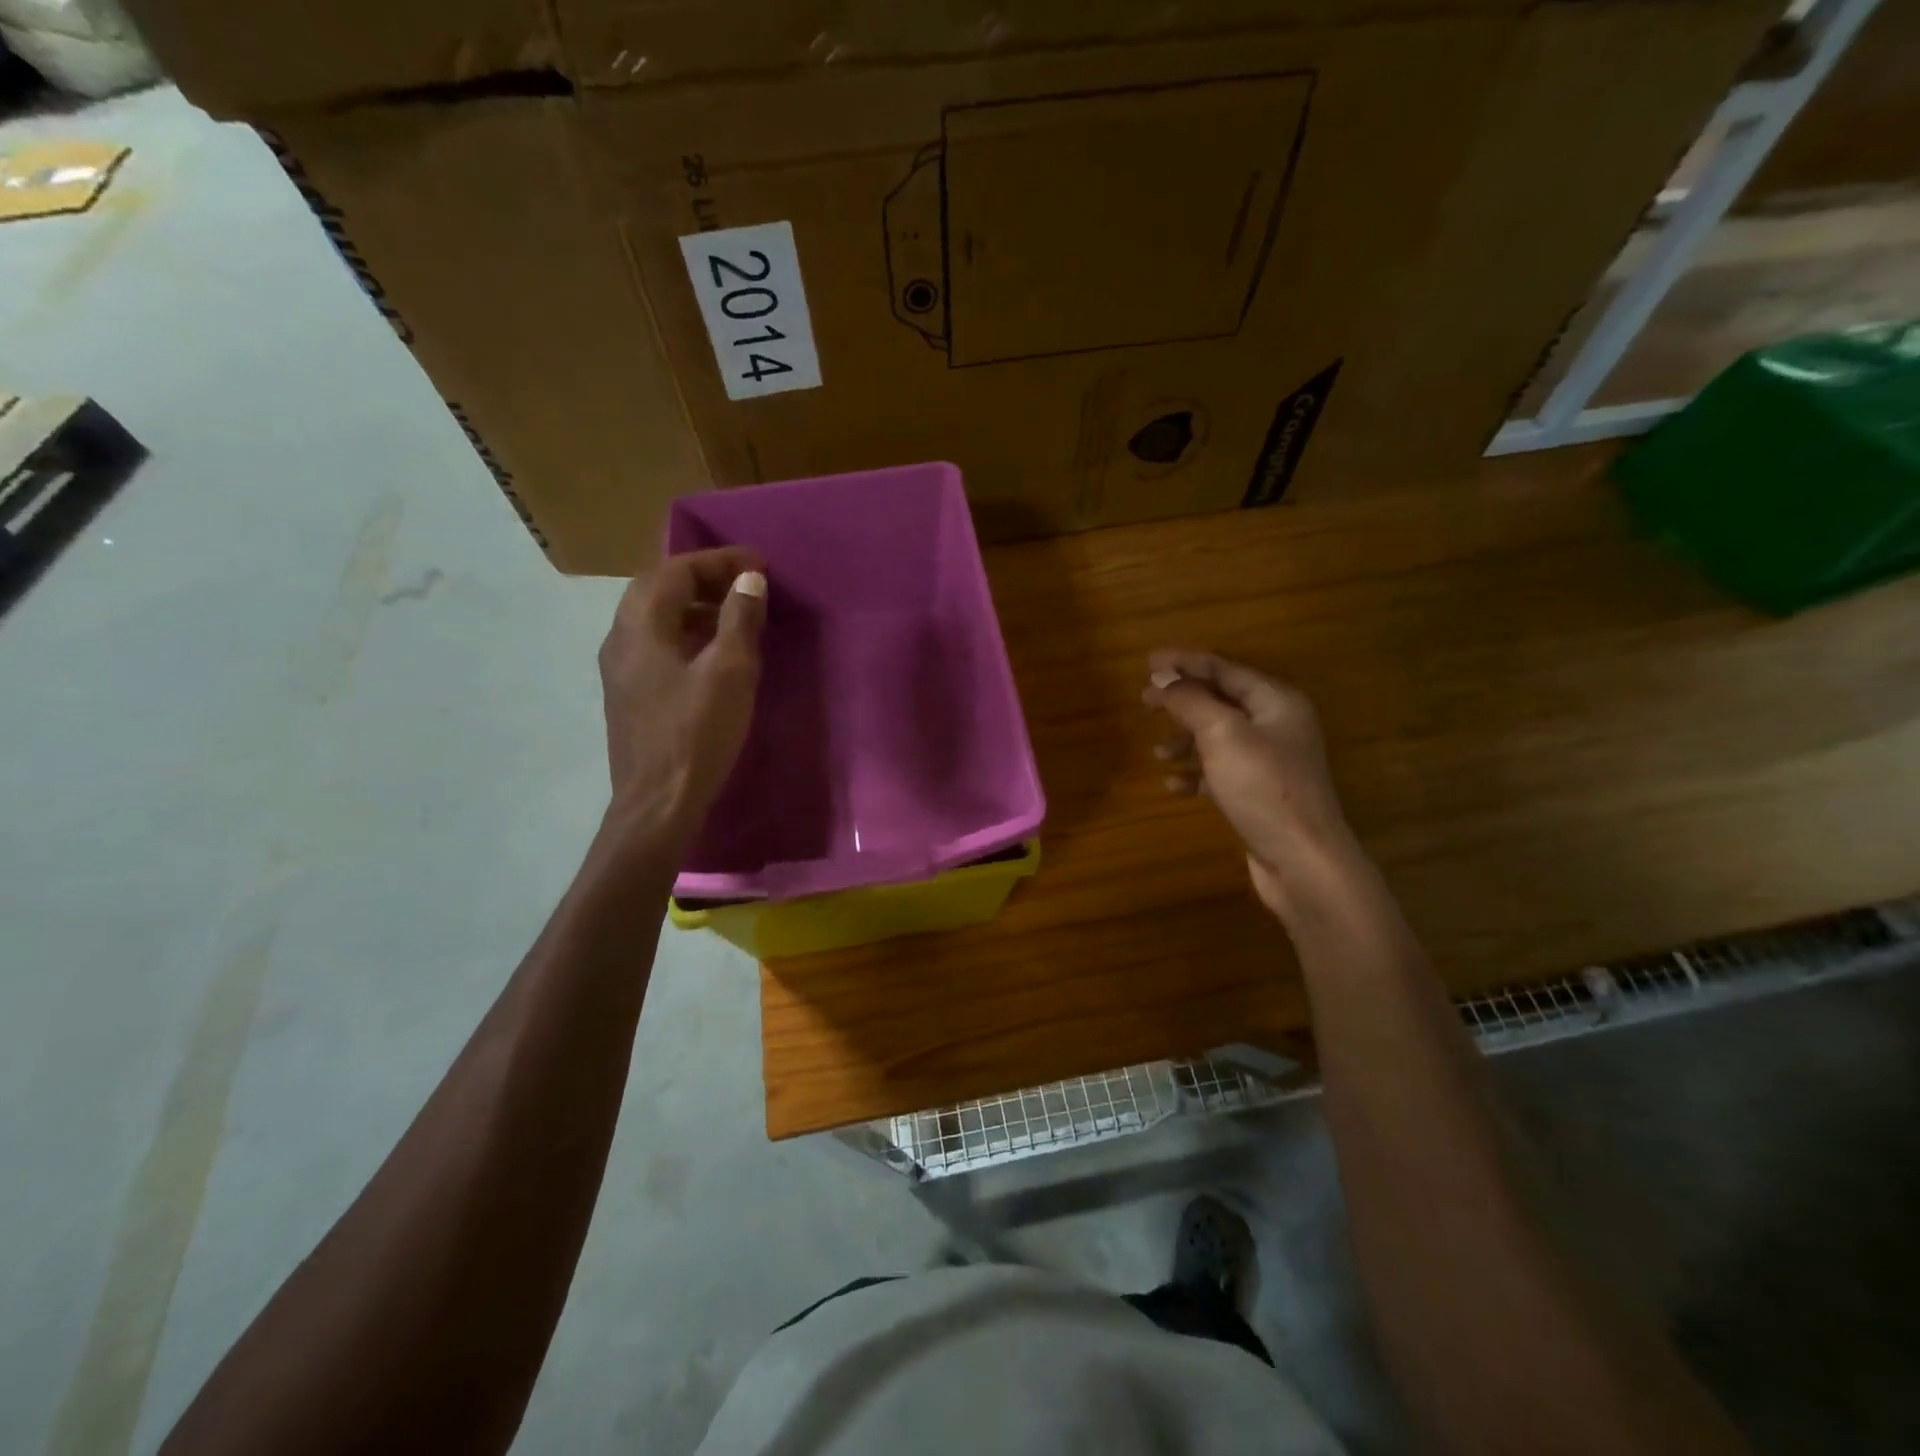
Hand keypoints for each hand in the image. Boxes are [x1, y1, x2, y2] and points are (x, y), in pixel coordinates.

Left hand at [599, 547, 766, 838]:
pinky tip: (715, 652)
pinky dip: (687, 632)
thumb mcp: (730, 672)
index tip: (759, 564)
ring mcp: (621, 669)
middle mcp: (621, 638)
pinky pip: (657, 644)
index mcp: (640, 626)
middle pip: (658, 588)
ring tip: (737, 613)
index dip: (719, 560)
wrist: (657, 803)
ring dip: (695, 605)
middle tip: (746, 583)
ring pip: (656, 617)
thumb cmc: (696, 734)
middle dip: (704, 577)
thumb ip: (739, 619)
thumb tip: (749, 579)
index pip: (675, 570)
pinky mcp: (630, 694)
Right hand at [1143, 650, 1351, 917]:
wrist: (1302, 860)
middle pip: (1221, 701)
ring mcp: (1270, 761)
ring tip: (1156, 751)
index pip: (1224, 669)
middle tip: (1144, 700)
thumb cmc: (1262, 788)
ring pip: (1218, 737)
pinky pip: (1221, 771)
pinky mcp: (1260, 793)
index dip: (1184, 663)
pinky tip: (1172, 785)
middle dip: (1182, 700)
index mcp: (1275, 701)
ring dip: (1185, 740)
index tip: (1146, 663)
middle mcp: (1277, 725)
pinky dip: (1195, 773)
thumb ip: (1190, 701)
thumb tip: (1162, 677)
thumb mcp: (1221, 734)